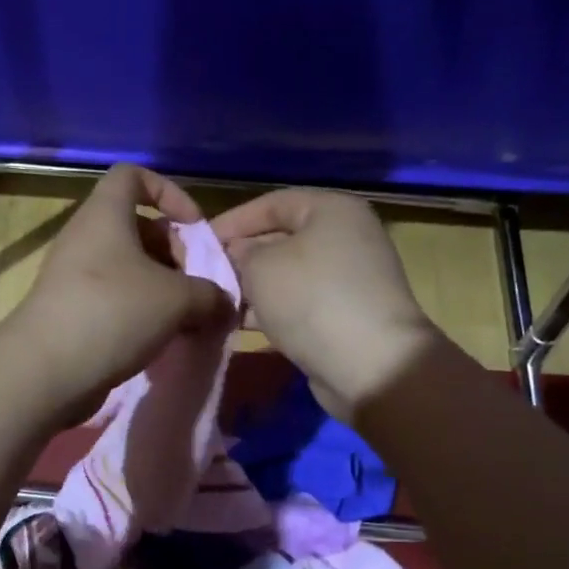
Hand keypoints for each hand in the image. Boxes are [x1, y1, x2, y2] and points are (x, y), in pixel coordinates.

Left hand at [0, 165, 235, 424]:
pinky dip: (141, 312)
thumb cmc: (114, 312)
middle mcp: (86, 238)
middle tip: (196, 285)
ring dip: (162, 288)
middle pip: (138, 228)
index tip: (194, 226)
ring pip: (129, 268)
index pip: (133, 176)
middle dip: (174, 252)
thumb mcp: (177, 299)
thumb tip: (222, 301)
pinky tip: (161, 339)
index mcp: (105, 215)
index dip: (169, 192)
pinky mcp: (71, 311)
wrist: (47, 370)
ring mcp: (75, 276)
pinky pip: (115, 298)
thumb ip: (209, 293)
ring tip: (186, 318)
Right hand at [210, 189, 441, 418]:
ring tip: (217, 303)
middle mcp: (345, 238)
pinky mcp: (345, 315)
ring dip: (253, 289)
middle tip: (205, 276)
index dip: (232, 221)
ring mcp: (348, 279)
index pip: (272, 203)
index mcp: (332, 211)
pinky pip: (300, 304)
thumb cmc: (312, 299)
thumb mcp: (261, 267)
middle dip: (241, 258)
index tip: (198, 243)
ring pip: (288, 276)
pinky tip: (241, 325)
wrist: (371, 365)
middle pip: (281, 240)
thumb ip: (239, 253)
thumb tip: (237, 254)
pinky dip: (272, 311)